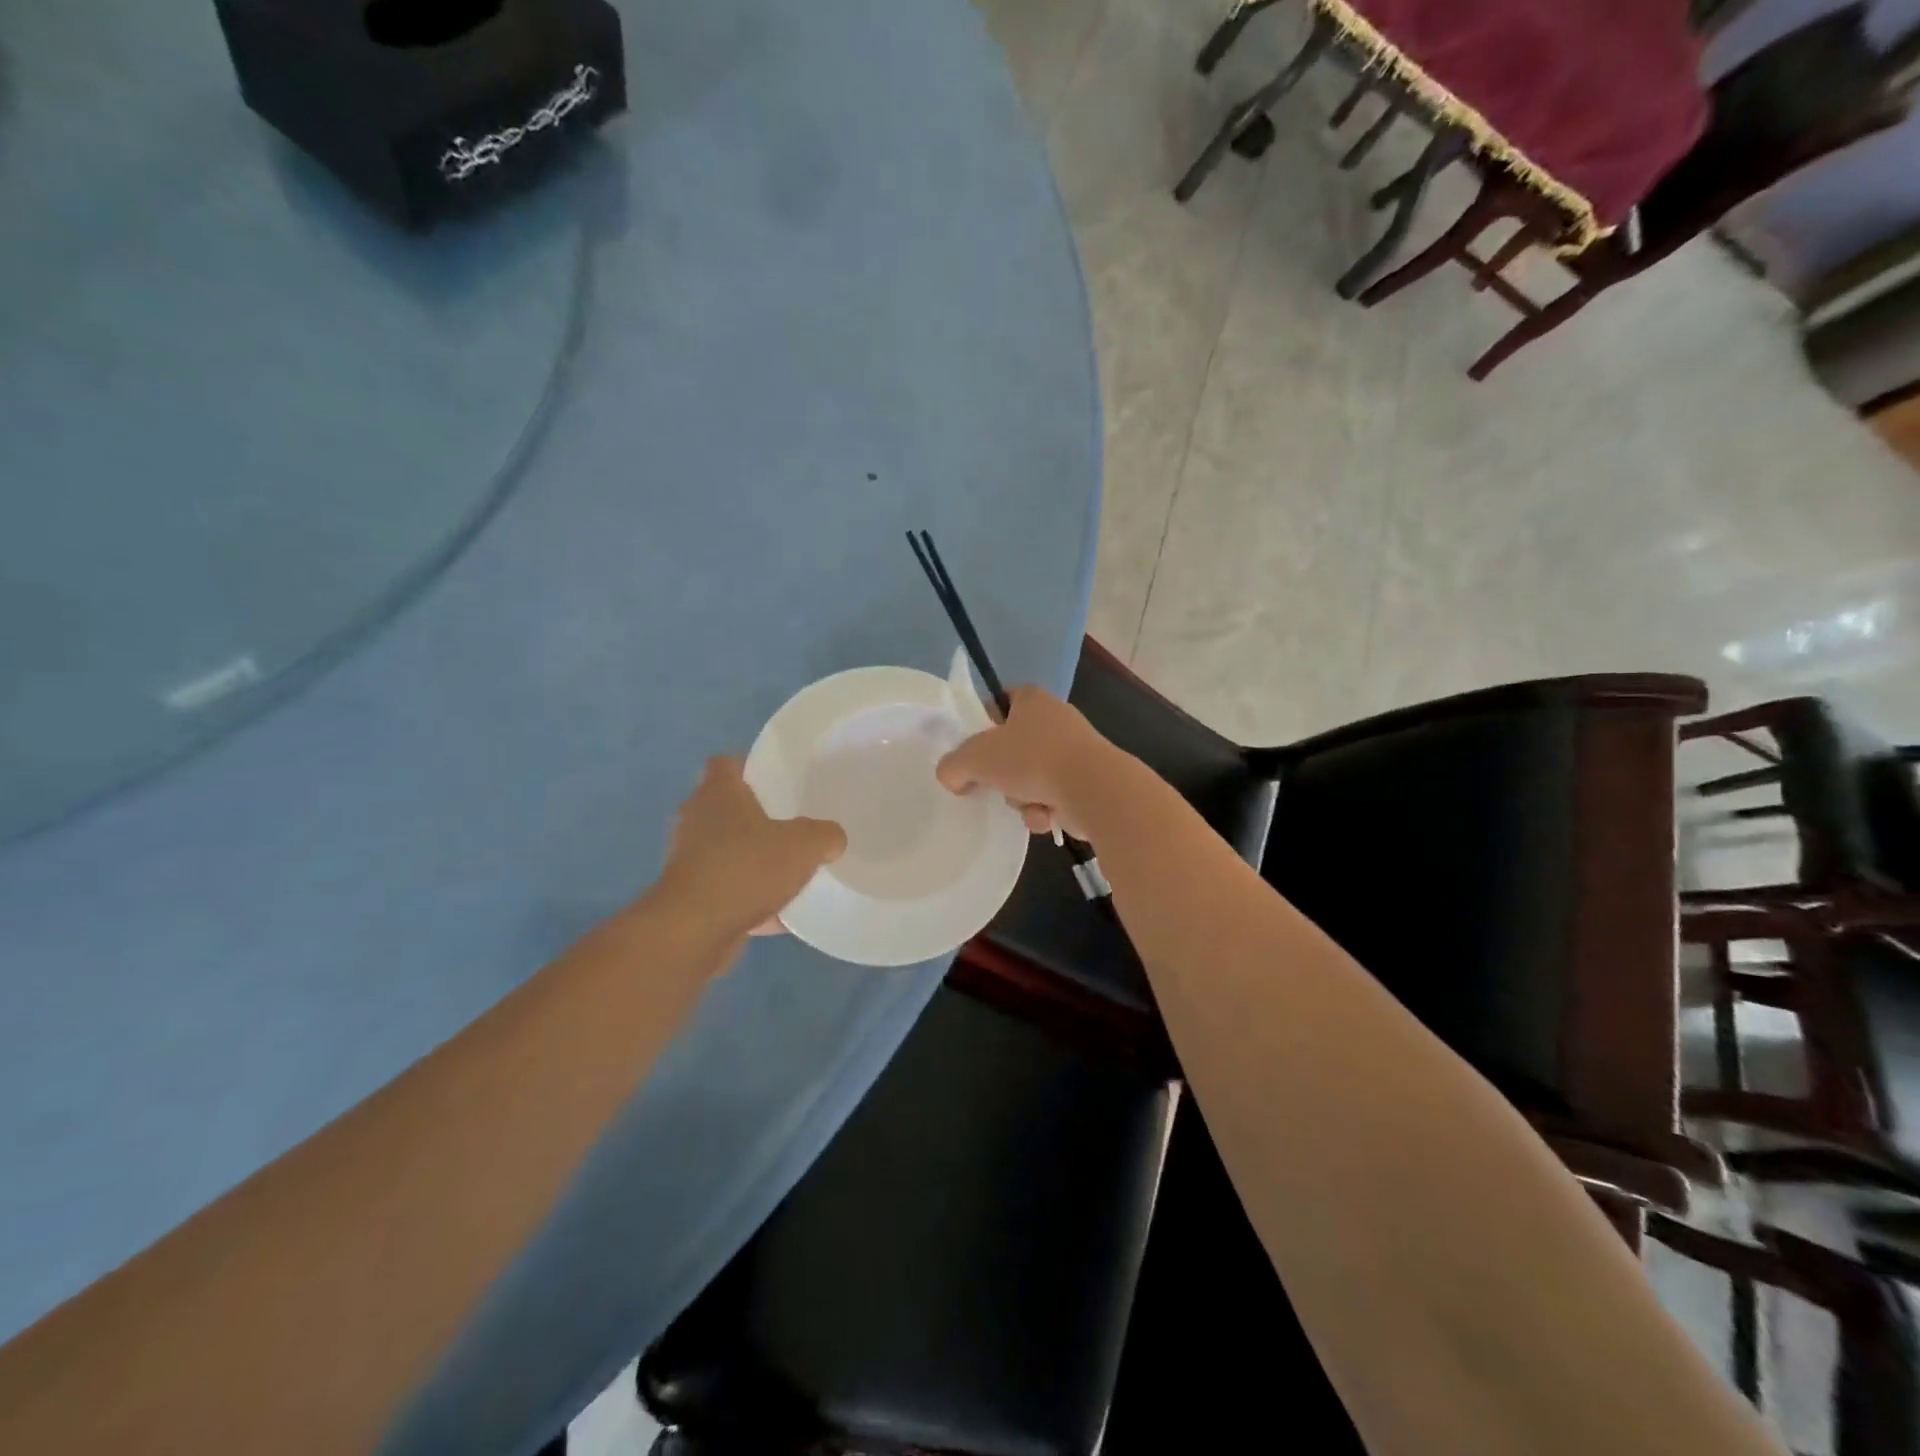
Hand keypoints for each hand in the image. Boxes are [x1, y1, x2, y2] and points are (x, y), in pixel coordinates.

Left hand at [657, 756, 846, 941]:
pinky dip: (747, 899)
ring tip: (784, 869)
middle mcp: (696, 820)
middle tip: (786, 823)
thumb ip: (824, 835)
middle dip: (751, 815)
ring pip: (723, 850)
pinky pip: (725, 890)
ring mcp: (687, 859)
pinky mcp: (688, 896)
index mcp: (719, 793)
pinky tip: (778, 915)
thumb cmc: (747, 868)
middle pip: (722, 807)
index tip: (774, 779)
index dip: (748, 766)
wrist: (695, 929)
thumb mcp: (805, 845)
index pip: (725, 763)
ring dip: (748, 858)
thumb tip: (832, 838)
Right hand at [935, 686, 1122, 840]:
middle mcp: (1056, 719)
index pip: (999, 702)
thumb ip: (952, 765)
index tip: (971, 751)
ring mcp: (1075, 750)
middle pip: (1013, 747)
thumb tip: (951, 778)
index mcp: (1032, 699)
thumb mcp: (975, 758)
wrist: (1093, 789)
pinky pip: (1052, 796)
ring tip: (1026, 804)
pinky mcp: (1088, 781)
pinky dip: (1043, 809)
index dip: (981, 725)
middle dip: (1001, 773)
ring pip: (1030, 776)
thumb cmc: (1032, 759)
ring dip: (1021, 797)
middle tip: (991, 785)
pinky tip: (1045, 817)